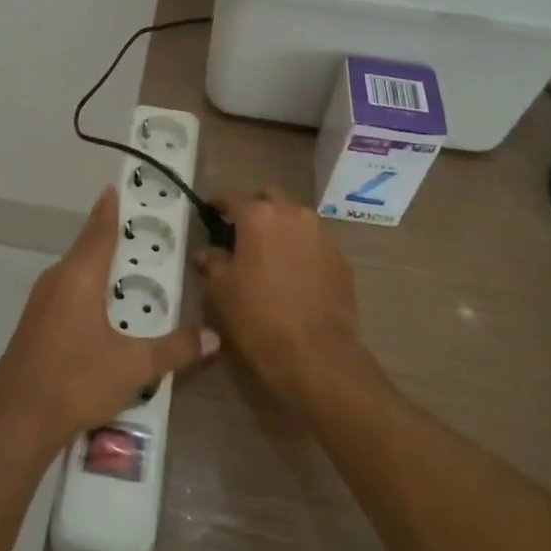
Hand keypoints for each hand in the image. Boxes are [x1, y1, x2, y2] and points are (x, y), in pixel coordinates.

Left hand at [0, 186, 218, 461]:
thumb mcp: (134, 366)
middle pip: (86, 246)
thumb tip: (213, 337)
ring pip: (74, 270)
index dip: (109, 208)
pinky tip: (99, 306)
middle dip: (108, 234)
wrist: (16, 420)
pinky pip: (64, 290)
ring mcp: (40, 301)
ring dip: (96, 263)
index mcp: (80, 277)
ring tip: (124, 265)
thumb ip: (175, 349)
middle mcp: (57, 279)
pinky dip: (84, 285)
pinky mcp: (33, 322)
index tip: (115, 187)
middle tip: (135, 228)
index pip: (99, 230)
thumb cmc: (77, 381)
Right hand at [198, 186, 363, 405]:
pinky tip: (294, 272)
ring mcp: (321, 233)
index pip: (231, 197)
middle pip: (269, 197)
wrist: (316, 354)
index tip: (210, 214)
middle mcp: (292, 214)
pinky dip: (301, 247)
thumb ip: (213, 262)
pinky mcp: (340, 256)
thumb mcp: (222, 290)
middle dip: (255, 208)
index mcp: (258, 216)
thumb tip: (209, 252)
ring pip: (295, 216)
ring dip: (281, 226)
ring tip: (270, 253)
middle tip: (243, 232)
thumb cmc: (259, 316)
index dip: (218, 204)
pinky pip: (314, 240)